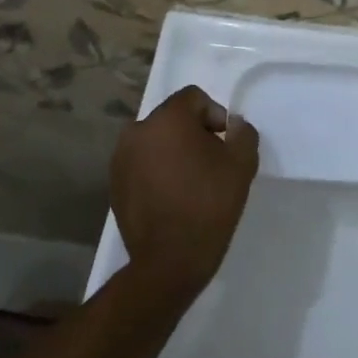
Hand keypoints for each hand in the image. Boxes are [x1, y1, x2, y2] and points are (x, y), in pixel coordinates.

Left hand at [110, 85, 259, 304]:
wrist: (169, 260)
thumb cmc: (209, 205)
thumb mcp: (242, 165)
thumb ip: (243, 133)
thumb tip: (233, 125)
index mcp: (168, 119)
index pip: (194, 98)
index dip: (215, 115)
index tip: (225, 143)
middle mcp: (138, 130)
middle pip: (173, 118)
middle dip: (194, 133)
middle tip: (212, 163)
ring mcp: (121, 158)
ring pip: (156, 141)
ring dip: (174, 151)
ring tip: (191, 182)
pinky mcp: (114, 183)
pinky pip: (142, 163)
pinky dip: (157, 170)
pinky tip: (172, 196)